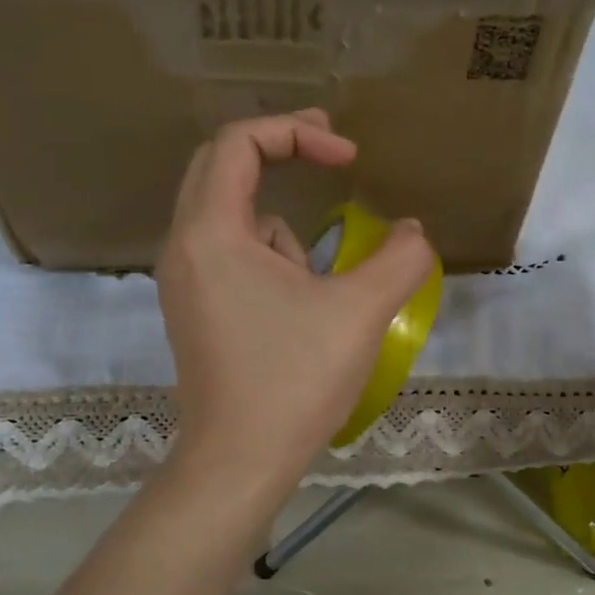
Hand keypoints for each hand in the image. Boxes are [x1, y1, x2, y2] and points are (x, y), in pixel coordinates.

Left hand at [157, 111, 435, 490]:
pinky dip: (267, 261)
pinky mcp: (192, 310)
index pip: (238, 142)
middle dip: (279, 151)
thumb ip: (400, 259)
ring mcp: (182, 281)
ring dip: (279, 229)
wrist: (239, 460)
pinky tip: (295, 312)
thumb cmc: (293, 380)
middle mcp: (183, 246)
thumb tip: (412, 232)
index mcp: (211, 232)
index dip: (298, 133)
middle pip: (221, 165)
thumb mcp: (361, 312)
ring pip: (231, 218)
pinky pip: (229, 256)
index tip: (348, 159)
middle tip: (331, 154)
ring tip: (314, 287)